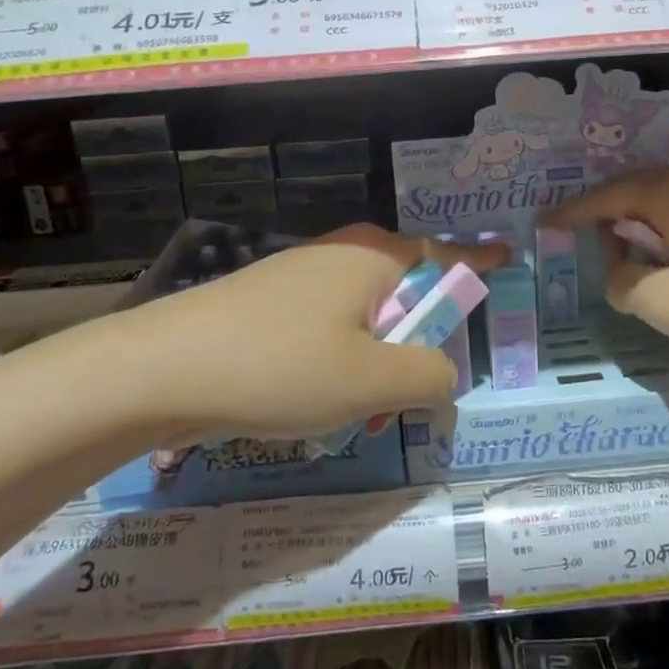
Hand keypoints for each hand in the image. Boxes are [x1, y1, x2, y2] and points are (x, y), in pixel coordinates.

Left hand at [109, 225, 506, 441]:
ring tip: (354, 415)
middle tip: (409, 396)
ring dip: (374, 365)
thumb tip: (444, 374)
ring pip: (363, 319)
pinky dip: (336, 365)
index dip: (480, 262)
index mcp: (375, 255)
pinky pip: (326, 331)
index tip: (509, 260)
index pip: (446, 253)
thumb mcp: (371, 380)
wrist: (159, 370)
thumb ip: (429, 376)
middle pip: (405, 292)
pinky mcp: (269, 306)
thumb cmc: (280, 365)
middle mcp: (341, 255)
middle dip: (416, 345)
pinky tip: (311, 405)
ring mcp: (300, 278)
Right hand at [544, 168, 668, 370]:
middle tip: (576, 233)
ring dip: (635, 224)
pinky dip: (662, 235)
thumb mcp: (665, 304)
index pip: (606, 197)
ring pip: (664, 205)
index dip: (572, 213)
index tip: (543, 224)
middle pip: (635, 190)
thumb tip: (619, 271)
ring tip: (615, 248)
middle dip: (603, 211)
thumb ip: (624, 284)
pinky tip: (664, 259)